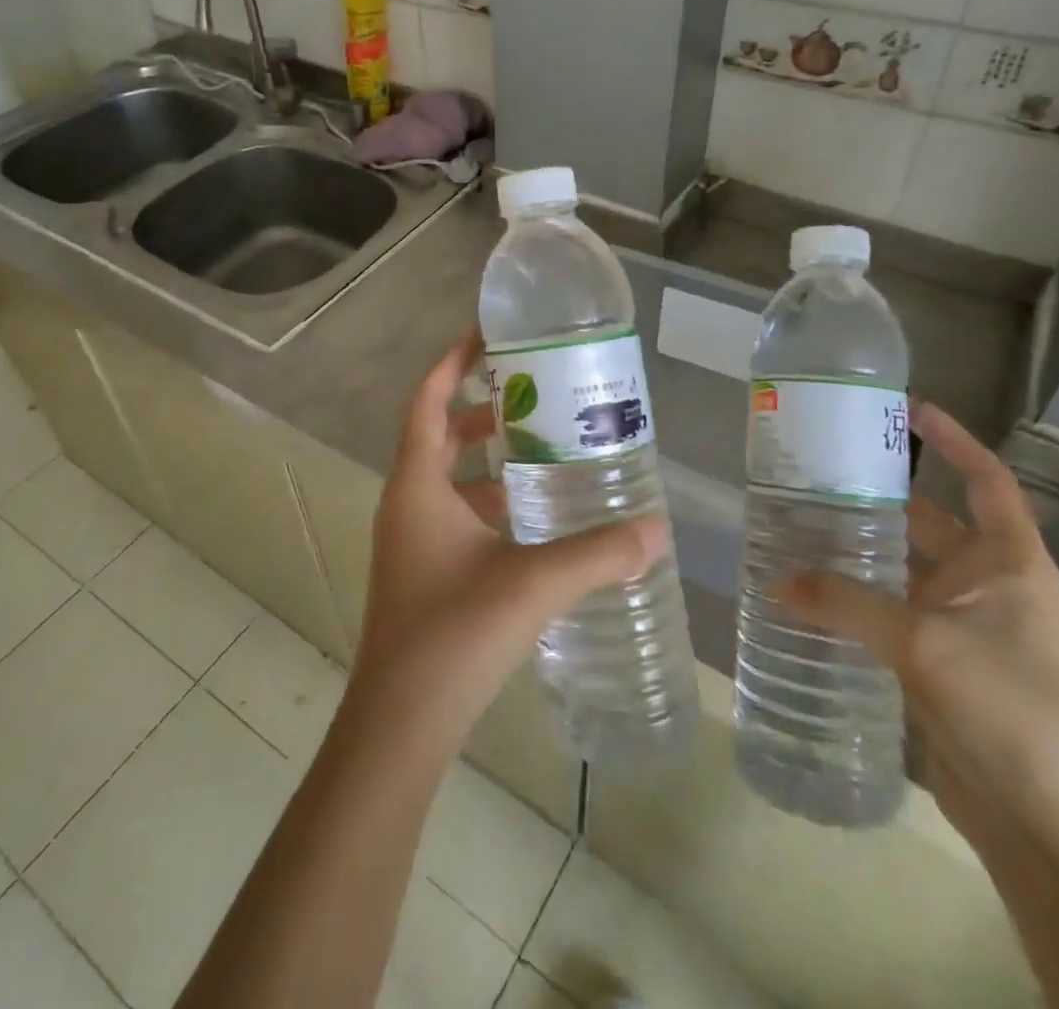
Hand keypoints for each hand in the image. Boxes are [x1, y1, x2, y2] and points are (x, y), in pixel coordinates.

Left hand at [346, 331, 668, 748]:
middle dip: (479, 409)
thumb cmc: (454, 635)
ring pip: (446, 477)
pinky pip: (453, 514)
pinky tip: (531, 520)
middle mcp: (406, 503)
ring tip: (542, 448)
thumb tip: (658, 529)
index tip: (485, 336)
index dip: (451, 363)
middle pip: (437, 434)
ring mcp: (410, 540)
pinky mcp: (422, 571)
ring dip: (485, 459)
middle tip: (532, 394)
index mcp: (417, 486)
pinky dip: (487, 502)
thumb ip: (598, 554)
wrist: (400, 723)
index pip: (427, 401)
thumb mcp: (533, 584)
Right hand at [780, 403, 1058, 857]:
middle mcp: (987, 585)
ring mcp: (961, 626)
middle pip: (930, 521)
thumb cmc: (1009, 711)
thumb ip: (846, 604)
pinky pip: (887, 612)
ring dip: (859, 550)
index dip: (955, 441)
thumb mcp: (924, 644)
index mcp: (1009, 563)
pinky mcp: (937, 663)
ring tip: (798, 522)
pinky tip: (808, 590)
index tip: (909, 410)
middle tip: (819, 471)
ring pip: (901, 569)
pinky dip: (853, 598)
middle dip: (879, 495)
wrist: (1050, 827)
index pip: (987, 481)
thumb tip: (775, 580)